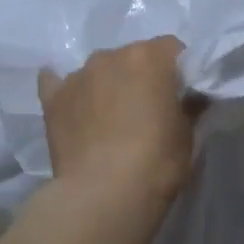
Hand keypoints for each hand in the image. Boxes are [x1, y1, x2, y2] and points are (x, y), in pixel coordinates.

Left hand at [39, 37, 198, 209]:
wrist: (103, 195)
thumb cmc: (156, 162)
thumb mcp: (187, 134)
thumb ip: (189, 106)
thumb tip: (191, 97)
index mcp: (149, 57)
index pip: (172, 48)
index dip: (178, 70)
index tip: (180, 94)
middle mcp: (110, 56)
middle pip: (132, 56)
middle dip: (141, 76)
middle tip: (146, 109)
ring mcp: (77, 75)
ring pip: (98, 70)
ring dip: (107, 84)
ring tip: (110, 119)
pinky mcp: (52, 98)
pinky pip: (58, 82)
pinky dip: (69, 92)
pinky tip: (73, 107)